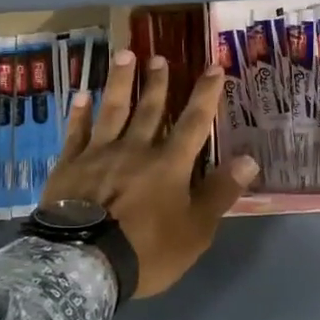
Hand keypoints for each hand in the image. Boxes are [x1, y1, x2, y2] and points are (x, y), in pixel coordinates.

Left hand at [41, 51, 259, 297]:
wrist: (83, 263)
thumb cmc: (147, 250)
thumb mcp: (196, 230)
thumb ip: (220, 193)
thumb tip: (249, 159)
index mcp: (169, 165)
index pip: (194, 122)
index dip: (205, 94)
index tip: (213, 67)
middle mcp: (135, 149)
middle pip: (149, 109)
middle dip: (157, 83)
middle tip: (160, 57)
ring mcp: (98, 154)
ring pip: (112, 110)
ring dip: (119, 82)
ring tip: (124, 56)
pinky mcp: (69, 166)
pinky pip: (76, 133)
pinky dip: (79, 114)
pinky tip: (80, 95)